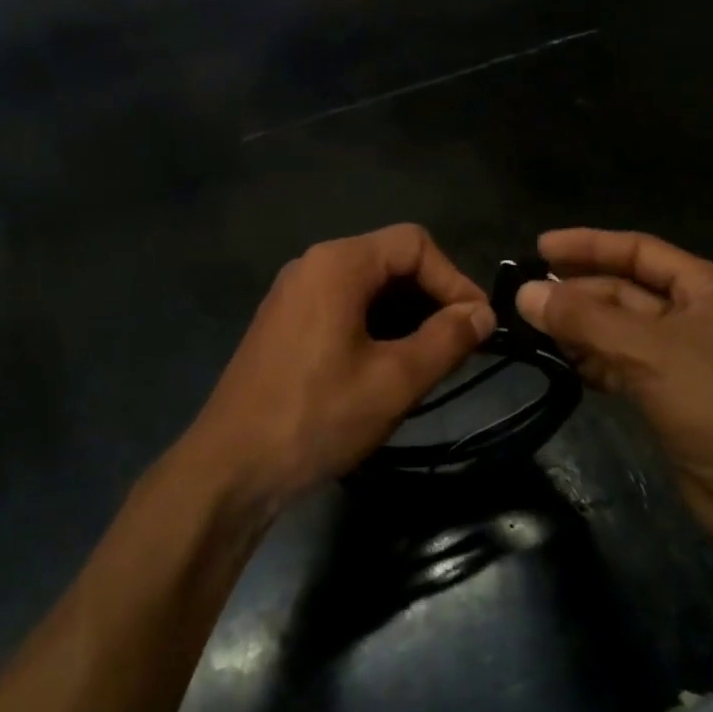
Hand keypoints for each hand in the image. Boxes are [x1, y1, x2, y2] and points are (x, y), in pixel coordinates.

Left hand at [186, 224, 495, 510]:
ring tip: (431, 360)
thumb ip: (446, 340)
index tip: (479, 325)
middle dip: (431, 298)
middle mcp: (313, 265)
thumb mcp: (394, 381)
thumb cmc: (316, 418)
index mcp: (338, 264)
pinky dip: (376, 325)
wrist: (229, 468)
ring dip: (406, 315)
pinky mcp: (285, 322)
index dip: (454, 279)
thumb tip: (483, 314)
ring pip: (368, 286)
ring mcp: (294, 293)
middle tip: (460, 346)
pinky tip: (388, 367)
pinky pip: (343, 306)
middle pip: (390, 260)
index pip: (415, 244)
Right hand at [515, 228, 712, 539]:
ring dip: (579, 328)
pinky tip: (560, 362)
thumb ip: (584, 319)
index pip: (639, 250)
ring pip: (619, 329)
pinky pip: (621, 363)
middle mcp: (696, 314)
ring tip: (531, 329)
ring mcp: (682, 356)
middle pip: (625, 290)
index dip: (588, 245)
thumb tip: (524, 293)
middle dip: (577, 294)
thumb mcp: (648, 351)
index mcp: (707, 288)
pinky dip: (592, 361)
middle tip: (524, 299)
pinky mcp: (669, 393)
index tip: (540, 247)